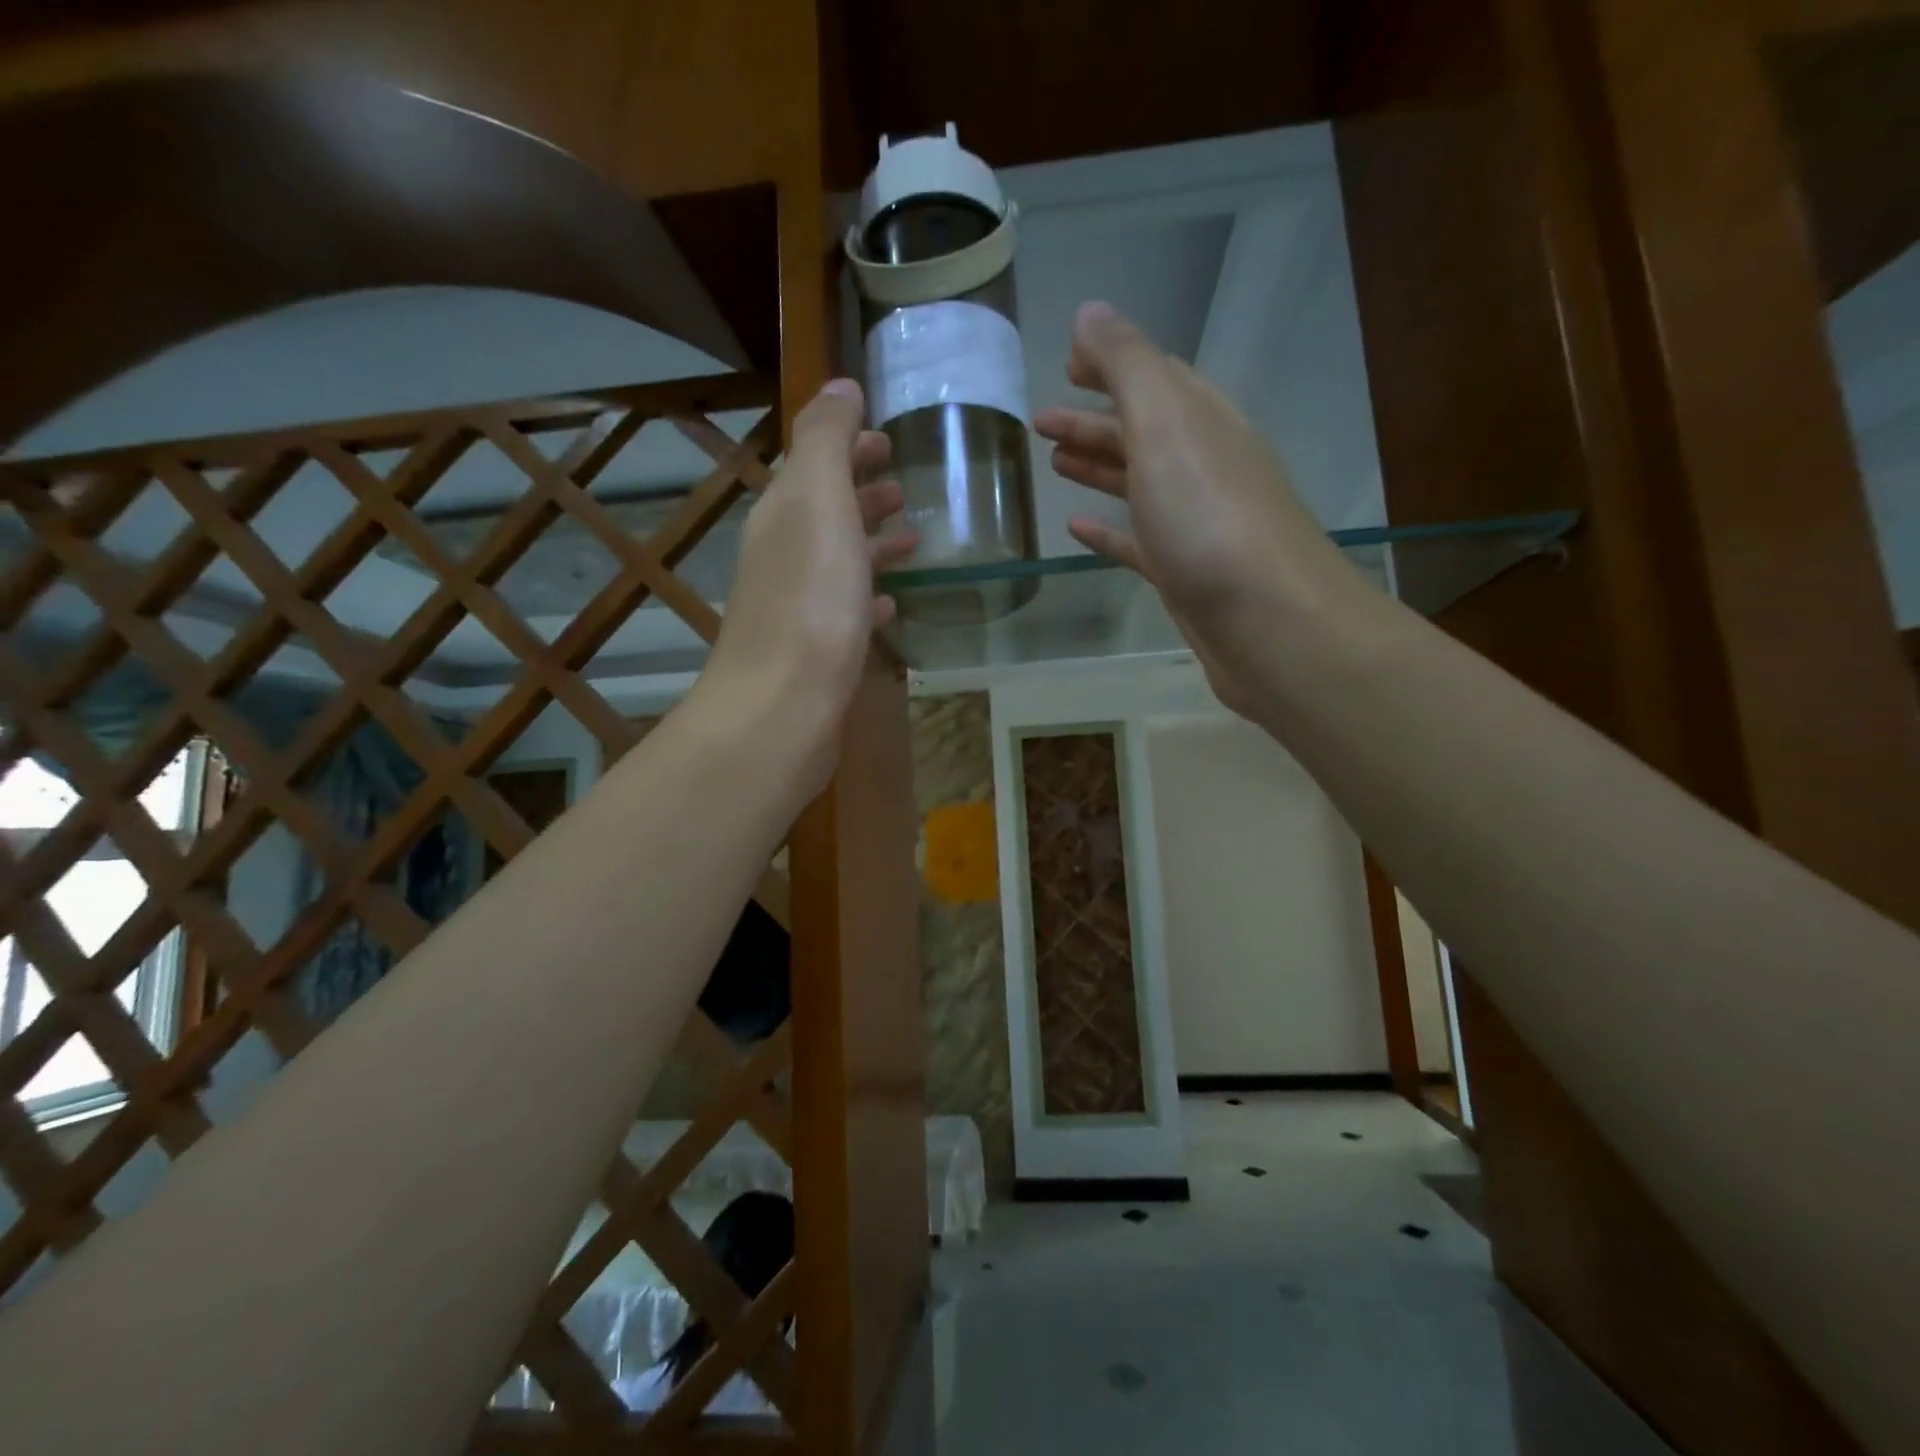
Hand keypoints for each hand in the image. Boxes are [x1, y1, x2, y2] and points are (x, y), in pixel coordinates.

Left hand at [697, 380, 914, 792]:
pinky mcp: (816, 651)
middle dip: (861, 489)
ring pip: (839, 559)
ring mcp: (798, 606)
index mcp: (784, 513)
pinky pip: (847, 609)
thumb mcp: (818, 502)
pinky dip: (870, 595)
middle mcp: (783, 554)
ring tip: (912, 537)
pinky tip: (892, 602)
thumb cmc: (809, 603)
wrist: (780, 709)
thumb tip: (839, 384)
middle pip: (825, 509)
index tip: (887, 438)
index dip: (848, 444)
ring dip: (871, 540)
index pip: (815, 462)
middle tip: (903, 482)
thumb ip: (826, 439)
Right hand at [1035, 302, 1360, 713]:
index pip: (1154, 376)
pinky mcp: (1183, 573)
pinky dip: (1108, 531)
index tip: (1066, 363)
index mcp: (1201, 421)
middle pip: (1142, 431)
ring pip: (1139, 484)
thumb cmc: (1210, 517)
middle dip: (1093, 421)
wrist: (1268, 621)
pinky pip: (1137, 542)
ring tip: (1053, 463)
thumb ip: (1127, 366)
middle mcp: (1203, 465)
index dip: (1112, 363)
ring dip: (1098, 467)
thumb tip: (1090, 312)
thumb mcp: (1166, 425)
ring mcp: (1194, 523)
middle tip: (1041, 421)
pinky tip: (1077, 529)